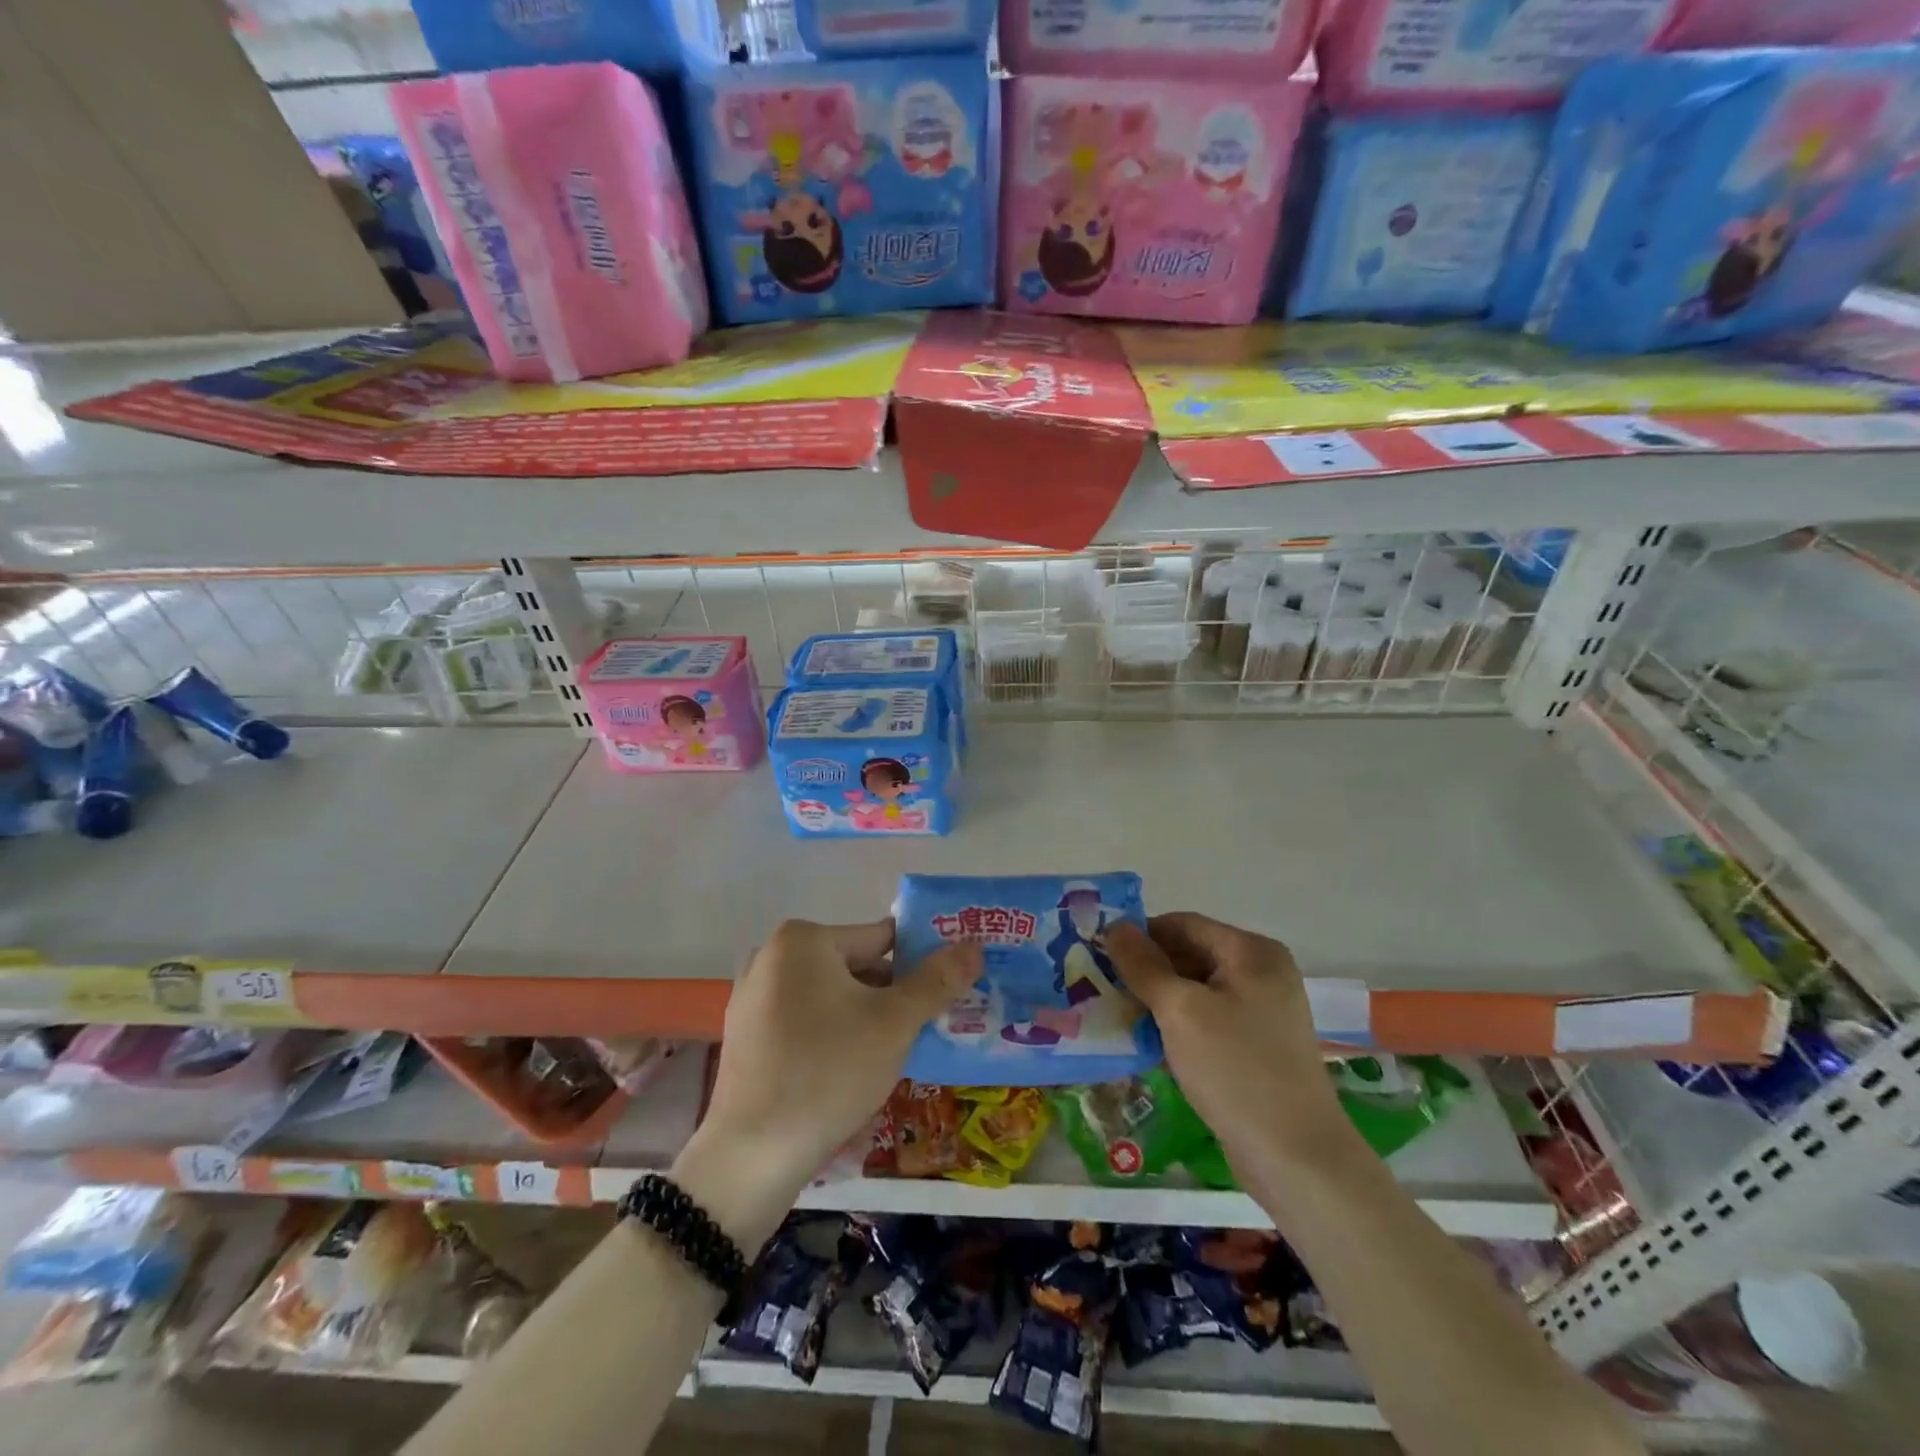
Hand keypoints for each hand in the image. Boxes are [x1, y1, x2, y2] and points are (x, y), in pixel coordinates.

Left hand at [672, 920, 979, 1247]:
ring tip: (894, 1056)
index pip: (882, 938)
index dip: (921, 964)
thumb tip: (974, 945)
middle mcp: (772, 957)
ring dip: (865, 1019)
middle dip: (892, 996)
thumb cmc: (828, 1073)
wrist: (750, 1158)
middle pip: (855, 967)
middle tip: (925, 1031)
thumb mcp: (894, 1024)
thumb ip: (937, 980)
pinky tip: (851, 1073)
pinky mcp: (746, 1037)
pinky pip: (805, 1023)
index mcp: (803, 940)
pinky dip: (832, 1037)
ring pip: (831, 998)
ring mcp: (753, 998)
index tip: (947, 994)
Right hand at [1102, 914, 1347, 1175]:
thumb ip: (1144, 965)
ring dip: (1158, 1001)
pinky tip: (1148, 1044)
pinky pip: (1208, 1020)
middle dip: (1147, 970)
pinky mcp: (1257, 1045)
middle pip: (1190, 954)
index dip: (1139, 936)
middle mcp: (1263, 972)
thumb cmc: (1236, 1070)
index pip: (1182, 924)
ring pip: (1196, 990)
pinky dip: (1178, 1025)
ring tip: (1118, 1016)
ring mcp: (1263, 1011)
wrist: (1297, 1159)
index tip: (1100, 955)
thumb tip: (1115, 926)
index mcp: (1252, 952)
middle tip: (1102, 988)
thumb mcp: (1180, 1011)